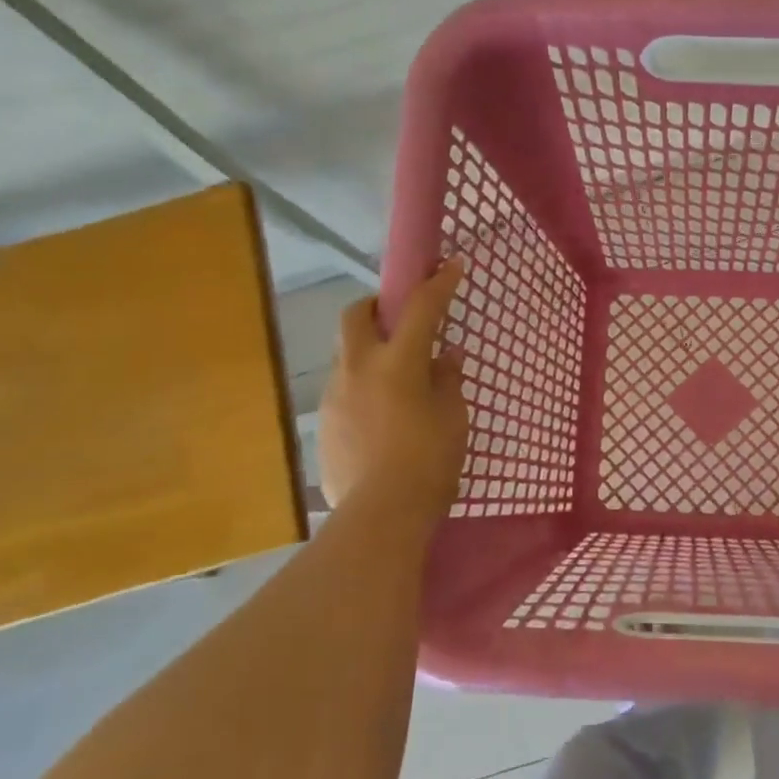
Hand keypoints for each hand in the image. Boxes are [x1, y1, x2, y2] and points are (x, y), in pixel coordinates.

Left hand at [317, 259, 467, 518]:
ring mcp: (335, 395)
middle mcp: (358, 368)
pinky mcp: (325, 423)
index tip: (450, 264)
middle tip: (400, 318)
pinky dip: (364, 387)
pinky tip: (383, 416)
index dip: (438, 283)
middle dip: (377, 305)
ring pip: (348, 354)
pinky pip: (344, 389)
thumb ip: (448, 380)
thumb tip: (445, 356)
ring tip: (398, 380)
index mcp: (397, 362)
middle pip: (357, 315)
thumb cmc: (430, 461)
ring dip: (370, 351)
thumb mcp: (453, 417)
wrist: (381, 514)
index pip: (420, 308)